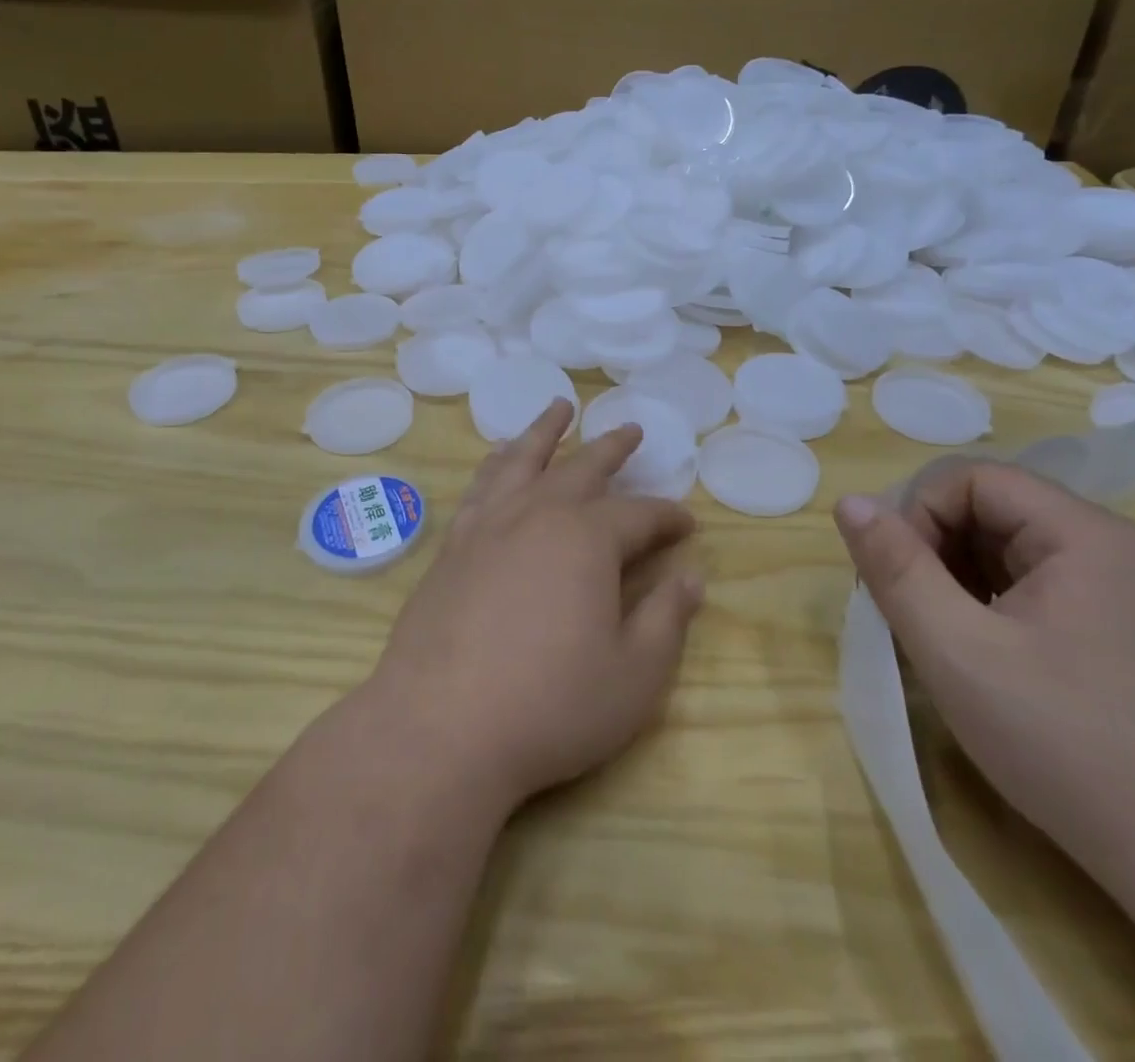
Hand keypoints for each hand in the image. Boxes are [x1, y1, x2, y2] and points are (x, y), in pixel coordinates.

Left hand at [368, 399, 703, 813]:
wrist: (441, 727)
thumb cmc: (551, 705)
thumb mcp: (634, 675)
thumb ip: (667, 620)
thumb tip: (693, 577)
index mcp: (588, 539)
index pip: (640, 515)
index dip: (668, 517)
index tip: (687, 524)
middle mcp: (538, 515)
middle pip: (582, 468)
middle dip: (612, 448)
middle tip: (630, 430)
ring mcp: (488, 526)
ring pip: (523, 460)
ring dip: (545, 431)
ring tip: (559, 407)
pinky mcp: (453, 546)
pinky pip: (481, 486)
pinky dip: (497, 463)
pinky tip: (498, 458)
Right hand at [834, 461, 1134, 880]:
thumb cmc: (1066, 741)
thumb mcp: (956, 649)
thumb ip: (896, 568)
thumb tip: (849, 503)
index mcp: (1081, 534)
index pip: (971, 479)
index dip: (918, 516)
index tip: (897, 581)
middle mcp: (1109, 547)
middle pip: (991, 510)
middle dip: (934, 551)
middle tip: (910, 614)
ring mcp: (1123, 591)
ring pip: (1009, 551)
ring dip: (958, 581)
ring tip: (942, 640)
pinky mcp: (1124, 631)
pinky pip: (1036, 588)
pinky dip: (991, 606)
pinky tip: (983, 658)